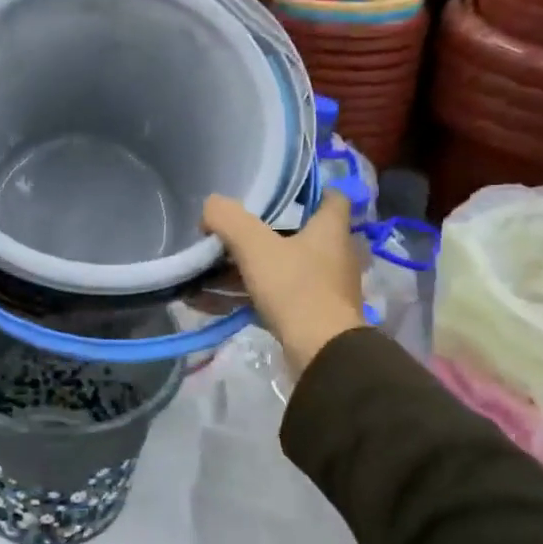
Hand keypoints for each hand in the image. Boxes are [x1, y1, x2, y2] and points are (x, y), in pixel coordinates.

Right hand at [203, 190, 364, 374]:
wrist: (322, 353)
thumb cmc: (296, 288)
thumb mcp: (255, 247)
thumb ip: (229, 220)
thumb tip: (211, 207)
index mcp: (330, 230)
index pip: (331, 197)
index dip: (308, 190)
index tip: (279, 190)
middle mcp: (334, 255)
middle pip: (299, 234)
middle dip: (264, 232)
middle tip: (231, 230)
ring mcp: (324, 288)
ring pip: (283, 268)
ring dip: (248, 269)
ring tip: (208, 270)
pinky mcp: (311, 316)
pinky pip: (273, 297)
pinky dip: (245, 296)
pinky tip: (209, 302)